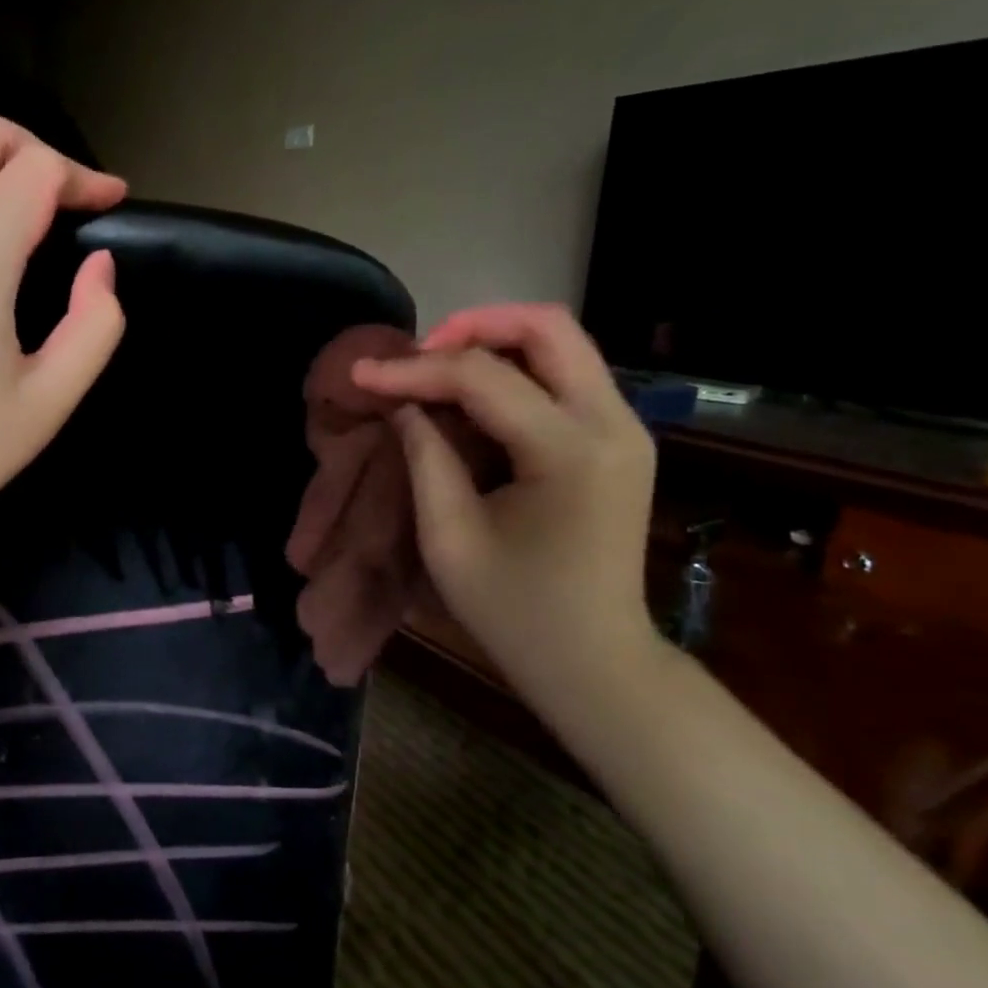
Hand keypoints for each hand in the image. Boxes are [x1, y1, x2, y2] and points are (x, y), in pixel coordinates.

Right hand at [351, 303, 661, 699]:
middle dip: (471, 327)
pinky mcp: (618, 440)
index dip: (415, 370)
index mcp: (569, 452)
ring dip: (494, 344)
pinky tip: (471, 398)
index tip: (362, 374)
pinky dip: (514, 371)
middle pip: (548, 326)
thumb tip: (403, 403)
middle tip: (416, 356)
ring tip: (435, 372)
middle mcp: (613, 423)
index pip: (484, 378)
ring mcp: (625, 428)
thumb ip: (425, 457)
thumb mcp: (449, 538)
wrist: (594, 661)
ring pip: (561, 343)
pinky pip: (565, 376)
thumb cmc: (514, 611)